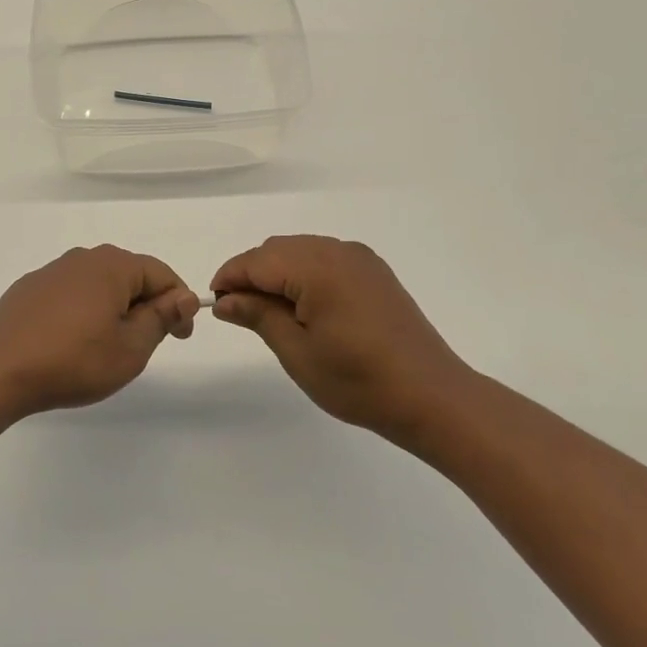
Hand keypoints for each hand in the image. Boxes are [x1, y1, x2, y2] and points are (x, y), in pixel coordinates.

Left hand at [0, 246, 199, 416]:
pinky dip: (82, 311)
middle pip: (128, 275)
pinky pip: (69, 294)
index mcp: (112, 266)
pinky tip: (73, 341)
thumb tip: (183, 297)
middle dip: (145, 305)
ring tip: (109, 345)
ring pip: (97, 284)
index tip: (181, 336)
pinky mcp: (28, 289)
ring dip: (112, 308)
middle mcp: (82, 258)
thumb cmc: (74, 361)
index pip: (160, 274)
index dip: (178, 304)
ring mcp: (51, 272)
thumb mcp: (130, 348)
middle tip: (147, 343)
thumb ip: (160, 318)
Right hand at [211, 235, 476, 441]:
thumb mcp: (297, 352)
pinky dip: (304, 274)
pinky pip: (325, 259)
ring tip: (270, 313)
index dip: (230, 278)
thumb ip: (258, 316)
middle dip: (252, 274)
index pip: (257, 260)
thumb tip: (225, 300)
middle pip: (277, 249)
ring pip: (301, 251)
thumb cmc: (359, 381)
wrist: (432, 397)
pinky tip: (304, 307)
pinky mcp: (374, 272)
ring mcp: (360, 259)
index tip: (215, 303)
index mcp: (317, 268)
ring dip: (278, 273)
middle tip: (240, 313)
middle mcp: (338, 252)